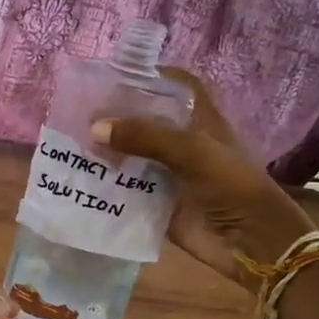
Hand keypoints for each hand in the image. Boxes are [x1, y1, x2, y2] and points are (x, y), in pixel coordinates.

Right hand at [93, 68, 318, 277]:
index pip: (171, 86)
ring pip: (129, 155)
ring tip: (67, 142)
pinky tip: (77, 178)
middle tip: (74, 111)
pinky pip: (124, 190)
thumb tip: (94, 128)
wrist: (251, 243)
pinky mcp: (155, 203)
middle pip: (142, 121)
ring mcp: (166, 173)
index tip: (110, 75)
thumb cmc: (232, 185)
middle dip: (112, 116)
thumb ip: (145, 136)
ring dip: (104, 151)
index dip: (146, 77)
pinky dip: (104, 185)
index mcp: (197, 120)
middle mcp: (179, 143)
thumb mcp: (192, 151)